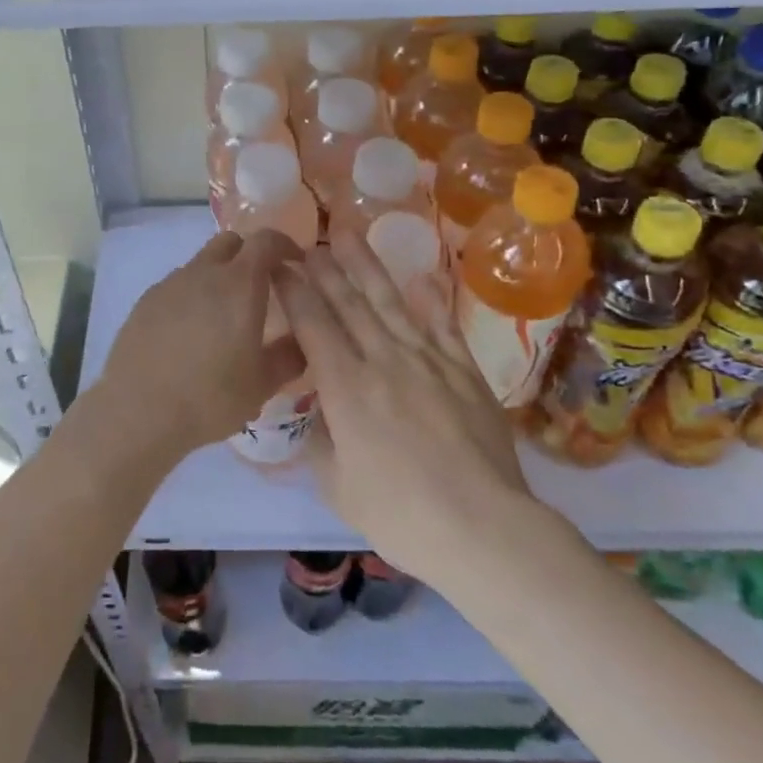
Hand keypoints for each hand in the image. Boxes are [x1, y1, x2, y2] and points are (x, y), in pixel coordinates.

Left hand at [89, 229, 306, 470]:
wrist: (138, 410)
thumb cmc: (210, 397)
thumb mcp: (262, 384)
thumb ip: (290, 356)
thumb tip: (302, 339)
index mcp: (239, 284)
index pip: (266, 240)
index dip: (285, 245)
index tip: (296, 263)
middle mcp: (204, 272)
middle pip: (231, 242)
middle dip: (250, 255)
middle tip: (261, 287)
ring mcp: (171, 283)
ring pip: (202, 263)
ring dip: (219, 276)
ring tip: (222, 317)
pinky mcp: (146, 300)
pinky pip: (178, 285)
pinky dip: (192, 295)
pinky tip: (190, 332)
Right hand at [276, 234, 534, 582]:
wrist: (483, 528)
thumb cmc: (401, 516)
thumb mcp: (338, 486)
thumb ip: (321, 442)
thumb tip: (319, 413)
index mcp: (346, 387)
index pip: (312, 324)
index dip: (293, 291)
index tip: (279, 266)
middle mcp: (383, 360)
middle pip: (348, 303)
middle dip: (325, 269)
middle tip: (309, 242)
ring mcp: (428, 360)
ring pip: (391, 302)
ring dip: (367, 266)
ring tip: (349, 235)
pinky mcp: (464, 371)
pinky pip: (443, 326)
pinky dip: (432, 300)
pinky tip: (423, 277)